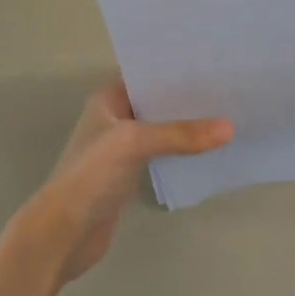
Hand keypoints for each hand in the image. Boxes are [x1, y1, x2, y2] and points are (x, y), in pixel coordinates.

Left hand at [15, 77, 231, 284]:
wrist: (64, 233)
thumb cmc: (91, 175)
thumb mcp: (134, 143)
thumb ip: (180, 134)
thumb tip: (230, 128)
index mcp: (107, 100)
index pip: (144, 73)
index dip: (173, 66)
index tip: (211, 62)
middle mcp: (114, 118)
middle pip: (156, 101)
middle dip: (187, 97)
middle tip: (228, 88)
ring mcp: (121, 148)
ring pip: (162, 129)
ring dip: (188, 126)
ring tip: (227, 114)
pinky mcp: (130, 174)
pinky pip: (163, 154)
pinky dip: (183, 151)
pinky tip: (210, 149)